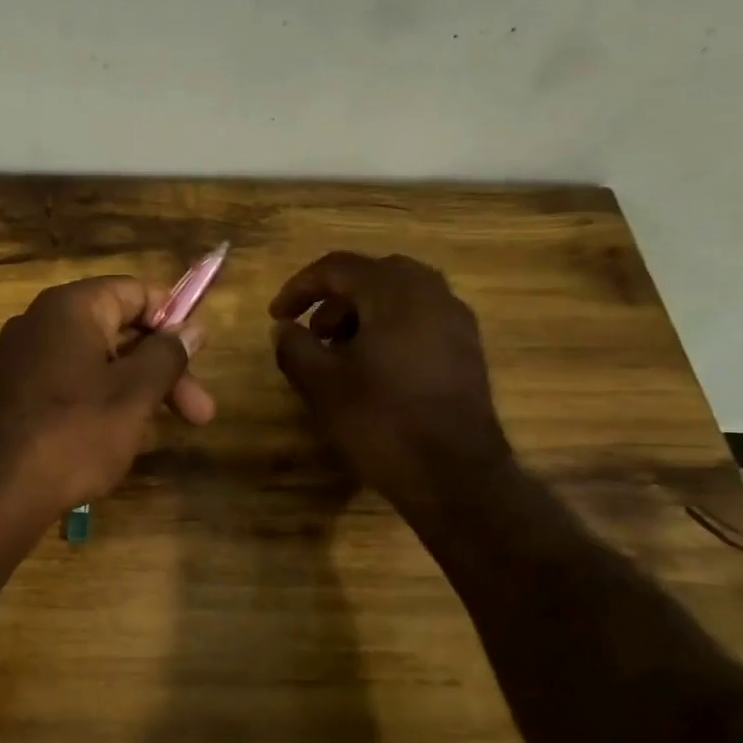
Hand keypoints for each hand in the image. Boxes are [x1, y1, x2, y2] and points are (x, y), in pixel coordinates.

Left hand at [0, 276, 215, 524]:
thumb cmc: (73, 433)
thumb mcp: (134, 394)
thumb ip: (167, 355)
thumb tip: (191, 328)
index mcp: (70, 308)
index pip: (135, 291)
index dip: (173, 319)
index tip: (200, 355)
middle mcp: (40, 323)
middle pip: (118, 330)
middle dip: (162, 370)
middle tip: (200, 413)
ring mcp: (21, 361)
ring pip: (95, 364)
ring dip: (135, 392)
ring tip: (157, 433)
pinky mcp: (13, 396)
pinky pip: (69, 386)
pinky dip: (99, 405)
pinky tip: (117, 441)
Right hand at [270, 252, 509, 505]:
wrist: (453, 474)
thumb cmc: (380, 421)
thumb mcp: (321, 384)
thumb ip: (294, 346)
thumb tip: (284, 329)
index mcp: (395, 293)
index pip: (338, 268)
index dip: (299, 287)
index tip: (276, 316)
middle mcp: (432, 294)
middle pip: (373, 275)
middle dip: (335, 298)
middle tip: (311, 330)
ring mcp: (456, 322)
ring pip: (400, 297)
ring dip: (362, 314)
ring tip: (336, 352)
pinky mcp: (466, 350)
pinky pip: (420, 320)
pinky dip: (388, 329)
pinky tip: (371, 368)